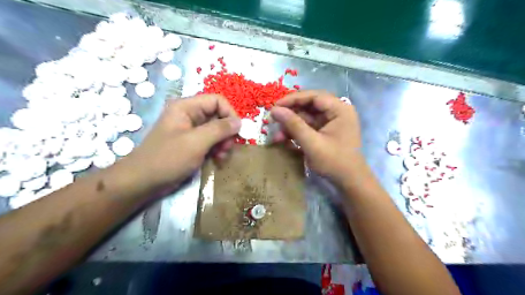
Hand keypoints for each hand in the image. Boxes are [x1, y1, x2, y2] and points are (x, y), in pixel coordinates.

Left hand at [125, 95, 239, 190]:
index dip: (230, 113)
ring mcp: (191, 130)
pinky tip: (217, 159)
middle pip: (218, 115)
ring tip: (222, 156)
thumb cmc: (168, 159)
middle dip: (226, 132)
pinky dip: (217, 149)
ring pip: (216, 130)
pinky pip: (211, 141)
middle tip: (227, 148)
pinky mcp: (192, 143)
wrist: (143, 182)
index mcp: (186, 107)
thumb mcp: (196, 142)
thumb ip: (219, 129)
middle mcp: (189, 115)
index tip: (237, 132)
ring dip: (223, 142)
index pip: (217, 101)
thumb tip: (240, 122)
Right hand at [270, 90, 366, 183]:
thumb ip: (293, 125)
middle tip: (273, 120)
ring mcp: (332, 122)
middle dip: (290, 114)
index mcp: (339, 109)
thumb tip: (274, 110)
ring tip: (277, 135)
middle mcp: (337, 111)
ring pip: (307, 117)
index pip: (313, 96)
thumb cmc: (334, 161)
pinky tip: (284, 139)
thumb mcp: (312, 143)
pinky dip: (297, 132)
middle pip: (309, 105)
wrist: (349, 182)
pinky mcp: (326, 131)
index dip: (292, 99)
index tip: (275, 106)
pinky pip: (309, 126)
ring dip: (291, 125)